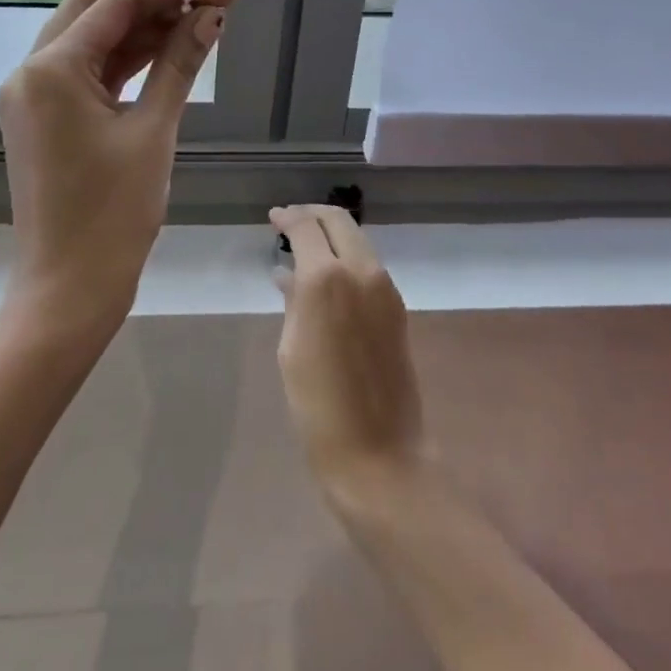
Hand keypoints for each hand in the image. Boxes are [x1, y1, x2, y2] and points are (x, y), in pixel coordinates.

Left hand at [0, 0, 235, 331]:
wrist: (69, 288)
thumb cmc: (113, 215)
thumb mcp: (153, 131)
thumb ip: (180, 64)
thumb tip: (211, 15)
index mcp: (51, 69)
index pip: (116, 3)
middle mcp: (31, 70)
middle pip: (95, 8)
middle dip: (152, 0)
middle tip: (207, 6)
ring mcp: (32, 93)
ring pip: (90, 37)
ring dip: (140, 28)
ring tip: (197, 25)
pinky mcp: (43, 115)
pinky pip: (85, 70)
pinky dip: (124, 59)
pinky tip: (166, 52)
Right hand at [272, 204, 426, 497]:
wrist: (379, 455)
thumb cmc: (318, 406)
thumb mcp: (291, 348)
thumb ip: (293, 301)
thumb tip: (289, 274)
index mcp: (327, 278)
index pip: (306, 227)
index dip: (287, 218)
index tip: (273, 218)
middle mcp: (361, 271)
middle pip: (338, 221)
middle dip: (312, 215)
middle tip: (289, 222)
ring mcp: (385, 289)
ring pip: (357, 240)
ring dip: (332, 235)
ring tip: (305, 246)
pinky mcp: (397, 308)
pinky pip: (368, 266)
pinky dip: (346, 257)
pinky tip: (327, 276)